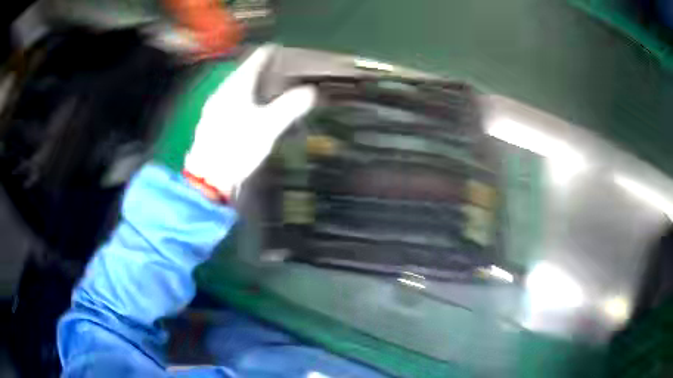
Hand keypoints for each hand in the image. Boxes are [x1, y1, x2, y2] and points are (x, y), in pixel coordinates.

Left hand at [184, 45, 315, 200]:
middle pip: (243, 74)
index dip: (267, 54)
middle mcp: (222, 94)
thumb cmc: (237, 148)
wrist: (208, 178)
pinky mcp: (212, 124)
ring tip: (265, 87)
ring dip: (251, 85)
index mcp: (236, 88)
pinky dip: (243, 100)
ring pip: (235, 89)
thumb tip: (310, 91)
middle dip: (259, 69)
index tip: (277, 48)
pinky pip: (230, 103)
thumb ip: (290, 107)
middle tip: (275, 68)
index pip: (254, 62)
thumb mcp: (268, 127)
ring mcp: (214, 109)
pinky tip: (248, 110)